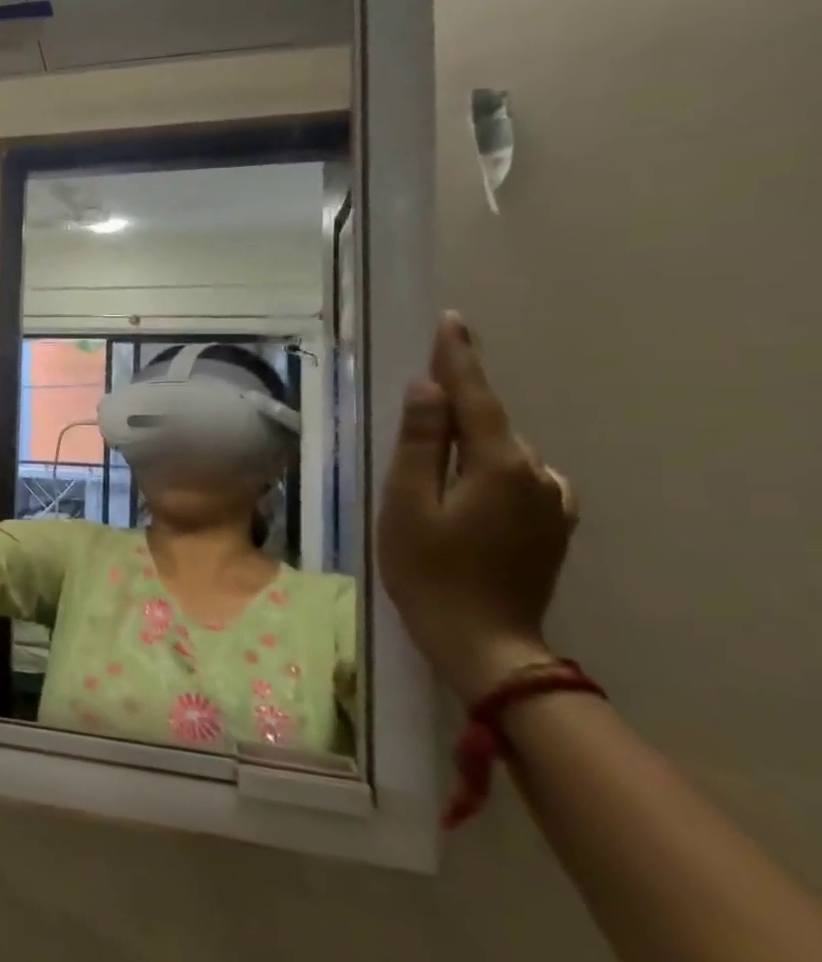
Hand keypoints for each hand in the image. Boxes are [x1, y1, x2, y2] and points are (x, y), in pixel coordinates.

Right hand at [378, 313, 579, 702]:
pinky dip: (487, 467)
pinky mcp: (553, 523)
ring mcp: (552, 501)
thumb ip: (419, 443)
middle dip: (455, 405)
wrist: (483, 640)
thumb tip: (427, 388)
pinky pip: (517, 476)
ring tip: (431, 455)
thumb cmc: (428, 570)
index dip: (459, 358)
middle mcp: (538, 474)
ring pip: (502, 451)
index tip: (452, 321)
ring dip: (468, 441)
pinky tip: (464, 487)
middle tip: (419, 395)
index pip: (476, 397)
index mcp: (499, 465)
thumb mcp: (407, 503)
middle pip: (489, 424)